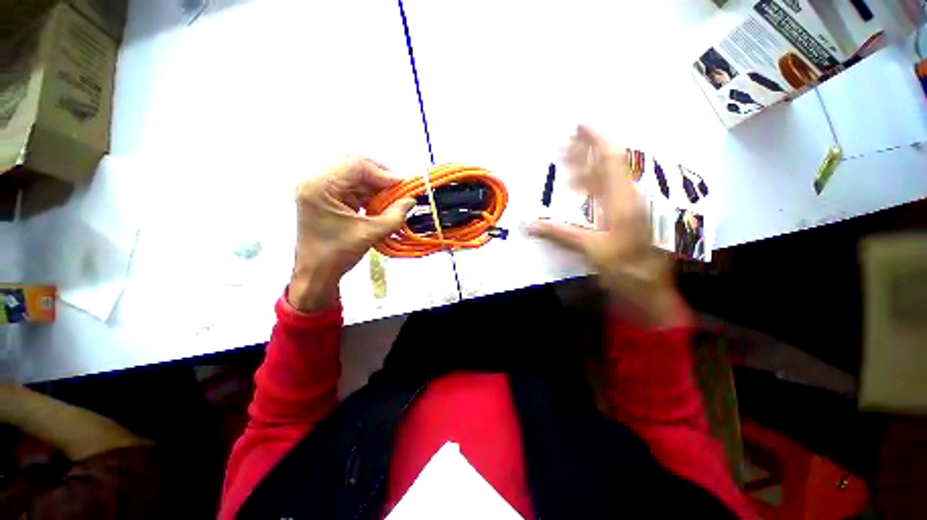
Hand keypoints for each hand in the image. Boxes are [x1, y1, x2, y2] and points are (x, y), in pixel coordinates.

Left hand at [290, 156, 414, 310]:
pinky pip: (352, 186)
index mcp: (319, 186)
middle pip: (354, 166)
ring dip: (376, 186)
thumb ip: (395, 216)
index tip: (403, 186)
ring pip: (355, 176)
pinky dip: (369, 193)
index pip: (355, 165)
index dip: (383, 173)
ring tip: (393, 198)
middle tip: (399, 189)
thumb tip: (412, 200)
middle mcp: (316, 181)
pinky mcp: (326, 197)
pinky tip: (381, 203)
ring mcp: (320, 188)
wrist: (316, 273)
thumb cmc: (337, 254)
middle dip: (380, 177)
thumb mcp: (370, 234)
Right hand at [528, 126, 680, 326]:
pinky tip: (579, 189)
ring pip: (608, 179)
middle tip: (563, 145)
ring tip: (567, 162)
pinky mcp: (626, 216)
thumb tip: (528, 225)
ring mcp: (629, 207)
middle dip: (585, 152)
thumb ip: (560, 234)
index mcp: (623, 201)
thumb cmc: (625, 269)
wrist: (649, 289)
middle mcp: (628, 198)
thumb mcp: (592, 251)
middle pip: (608, 165)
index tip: (579, 126)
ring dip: (587, 168)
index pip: (611, 160)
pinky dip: (591, 186)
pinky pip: (607, 193)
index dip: (595, 140)